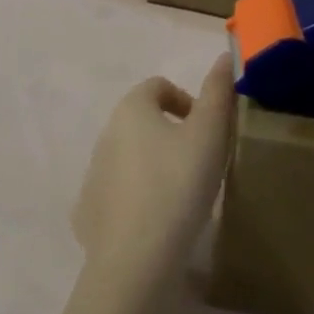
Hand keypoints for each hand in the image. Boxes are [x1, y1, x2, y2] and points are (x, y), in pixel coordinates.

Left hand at [72, 56, 233, 274]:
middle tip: (200, 162)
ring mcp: (92, 174)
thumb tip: (225, 58)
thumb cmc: (179, 183)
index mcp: (131, 110)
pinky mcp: (89, 210)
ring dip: (154, 164)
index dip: (187, 100)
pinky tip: (158, 222)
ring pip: (129, 157)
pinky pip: (117, 193)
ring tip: (182, 194)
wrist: (137, 255)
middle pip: (142, 121)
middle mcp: (105, 134)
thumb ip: (218, 92)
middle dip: (171, 133)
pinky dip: (137, 198)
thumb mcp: (210, 134)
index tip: (209, 129)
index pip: (158, 86)